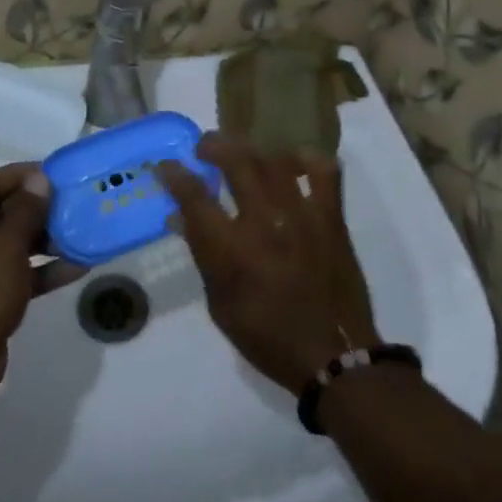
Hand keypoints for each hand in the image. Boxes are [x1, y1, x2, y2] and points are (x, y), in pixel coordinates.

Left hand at [0, 164, 56, 387]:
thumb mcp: (7, 244)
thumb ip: (26, 209)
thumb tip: (39, 179)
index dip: (21, 175)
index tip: (54, 175)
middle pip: (1, 211)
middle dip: (37, 208)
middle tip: (71, 203)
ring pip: (10, 242)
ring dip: (44, 239)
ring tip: (80, 233)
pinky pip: (14, 271)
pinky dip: (40, 269)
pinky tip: (76, 267)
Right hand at [162, 136, 377, 395]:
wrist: (334, 356)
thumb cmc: (269, 337)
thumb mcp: (221, 306)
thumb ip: (203, 256)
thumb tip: (181, 218)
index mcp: (232, 252)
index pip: (194, 198)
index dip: (175, 175)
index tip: (166, 165)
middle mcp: (265, 223)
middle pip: (236, 161)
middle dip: (214, 145)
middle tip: (205, 147)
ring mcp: (302, 215)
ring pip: (275, 159)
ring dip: (253, 149)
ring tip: (245, 153)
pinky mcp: (332, 217)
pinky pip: (324, 171)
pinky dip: (308, 159)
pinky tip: (294, 162)